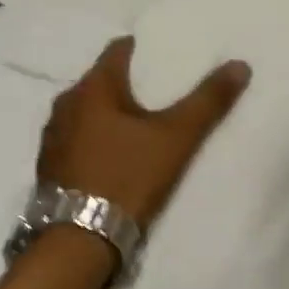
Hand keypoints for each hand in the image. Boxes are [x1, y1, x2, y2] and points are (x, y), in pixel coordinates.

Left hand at [37, 37, 251, 229]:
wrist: (79, 239)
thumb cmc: (127, 178)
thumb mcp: (175, 139)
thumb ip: (207, 102)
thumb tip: (239, 64)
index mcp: (92, 88)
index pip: (117, 50)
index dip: (142, 49)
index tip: (163, 55)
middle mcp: (64, 104)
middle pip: (100, 81)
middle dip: (126, 83)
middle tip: (158, 92)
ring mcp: (52, 136)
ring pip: (85, 112)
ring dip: (107, 114)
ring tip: (137, 124)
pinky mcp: (48, 166)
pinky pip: (75, 138)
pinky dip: (94, 138)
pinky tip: (111, 154)